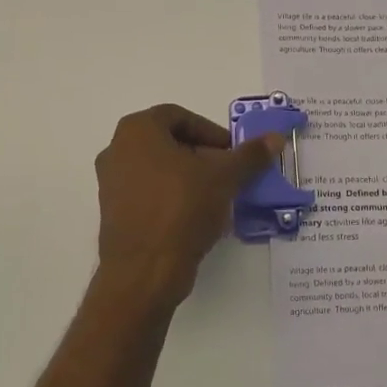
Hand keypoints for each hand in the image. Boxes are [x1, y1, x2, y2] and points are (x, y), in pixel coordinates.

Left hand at [95, 105, 281, 308]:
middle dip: (203, 155)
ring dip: (190, 178)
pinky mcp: (115, 213)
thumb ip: (249, 155)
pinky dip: (174, 198)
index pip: (180, 117)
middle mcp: (117, 150)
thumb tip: (275, 138)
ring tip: (218, 197)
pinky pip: (150, 195)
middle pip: (169, 143)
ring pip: (160, 170)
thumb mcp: (224, 177)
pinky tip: (198, 217)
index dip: (211, 131)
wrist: (145, 270)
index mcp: (137, 131)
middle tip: (229, 173)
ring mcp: (111, 184)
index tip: (232, 153)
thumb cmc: (182, 208)